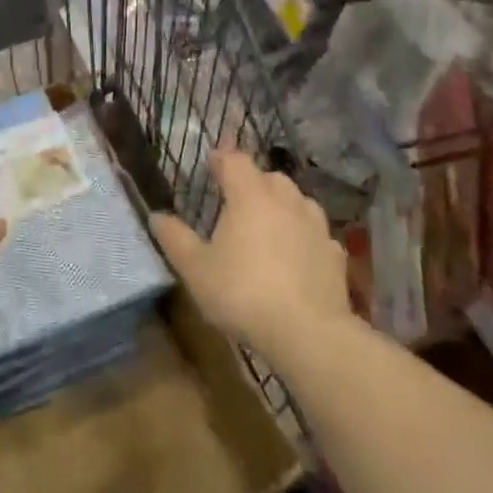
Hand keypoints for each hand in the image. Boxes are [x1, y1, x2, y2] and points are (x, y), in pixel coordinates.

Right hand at [149, 149, 348, 357]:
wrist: (308, 333)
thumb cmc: (243, 293)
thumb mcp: (196, 269)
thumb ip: (175, 239)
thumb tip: (156, 216)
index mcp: (250, 196)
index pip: (235, 161)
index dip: (222, 159)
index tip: (211, 163)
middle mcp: (286, 201)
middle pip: (269, 177)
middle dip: (252, 182)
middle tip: (236, 200)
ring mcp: (316, 226)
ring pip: (298, 201)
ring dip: (281, 205)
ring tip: (267, 225)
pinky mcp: (335, 254)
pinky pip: (315, 233)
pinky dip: (303, 236)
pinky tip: (296, 256)